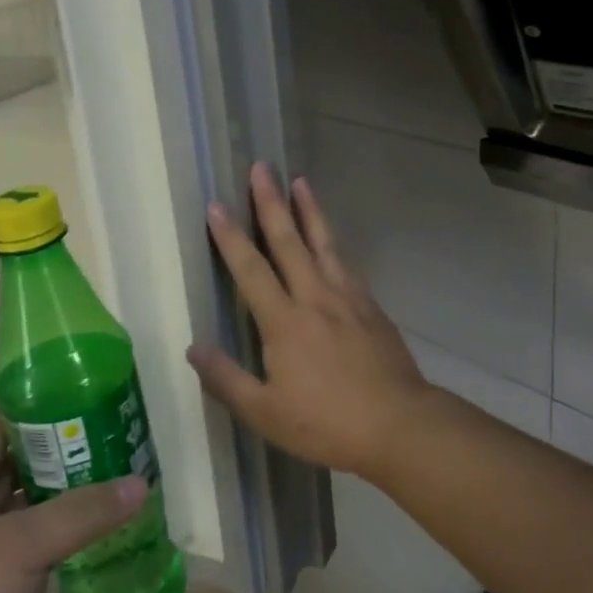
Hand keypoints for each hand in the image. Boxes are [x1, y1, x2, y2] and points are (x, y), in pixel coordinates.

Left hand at [0, 413, 144, 592]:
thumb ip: (83, 512)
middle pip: (13, 468)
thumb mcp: (23, 548)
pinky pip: (27, 553)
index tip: (87, 401)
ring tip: (116, 482)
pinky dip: (58, 542)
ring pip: (23, 512)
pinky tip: (96, 539)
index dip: (37, 410)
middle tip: (114, 441)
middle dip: (61, 455)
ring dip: (63, 500)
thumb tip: (140, 483)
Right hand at [187, 162, 433, 478]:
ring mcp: (347, 298)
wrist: (399, 425)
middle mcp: (314, 298)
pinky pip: (347, 263)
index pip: (250, 269)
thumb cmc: (327, 423)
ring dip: (309, 210)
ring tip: (300, 181)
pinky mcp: (371, 307)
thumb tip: (192, 347)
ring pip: (324, 243)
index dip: (230, 237)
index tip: (216, 205)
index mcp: (284, 322)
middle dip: (270, 203)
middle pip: (289, 241)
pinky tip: (332, 238)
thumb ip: (226, 379)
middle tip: (261, 168)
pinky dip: (334, 242)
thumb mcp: (266, 413)